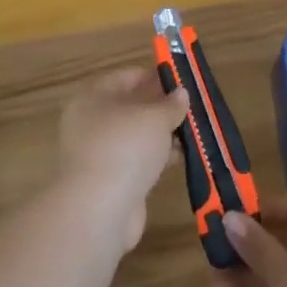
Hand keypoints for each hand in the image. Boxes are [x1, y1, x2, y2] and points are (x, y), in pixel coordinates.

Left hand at [55, 67, 187, 251]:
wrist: (98, 210)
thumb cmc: (124, 147)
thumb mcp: (154, 117)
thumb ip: (170, 104)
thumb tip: (180, 94)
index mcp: (93, 97)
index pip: (127, 77)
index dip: (154, 76)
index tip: (182, 79)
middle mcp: (91, 122)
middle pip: (131, 106)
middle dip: (161, 107)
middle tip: (192, 106)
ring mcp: (99, 153)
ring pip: (136, 136)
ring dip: (163, 134)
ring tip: (194, 131)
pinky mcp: (110, 181)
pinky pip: (138, 161)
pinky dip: (158, 158)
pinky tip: (181, 157)